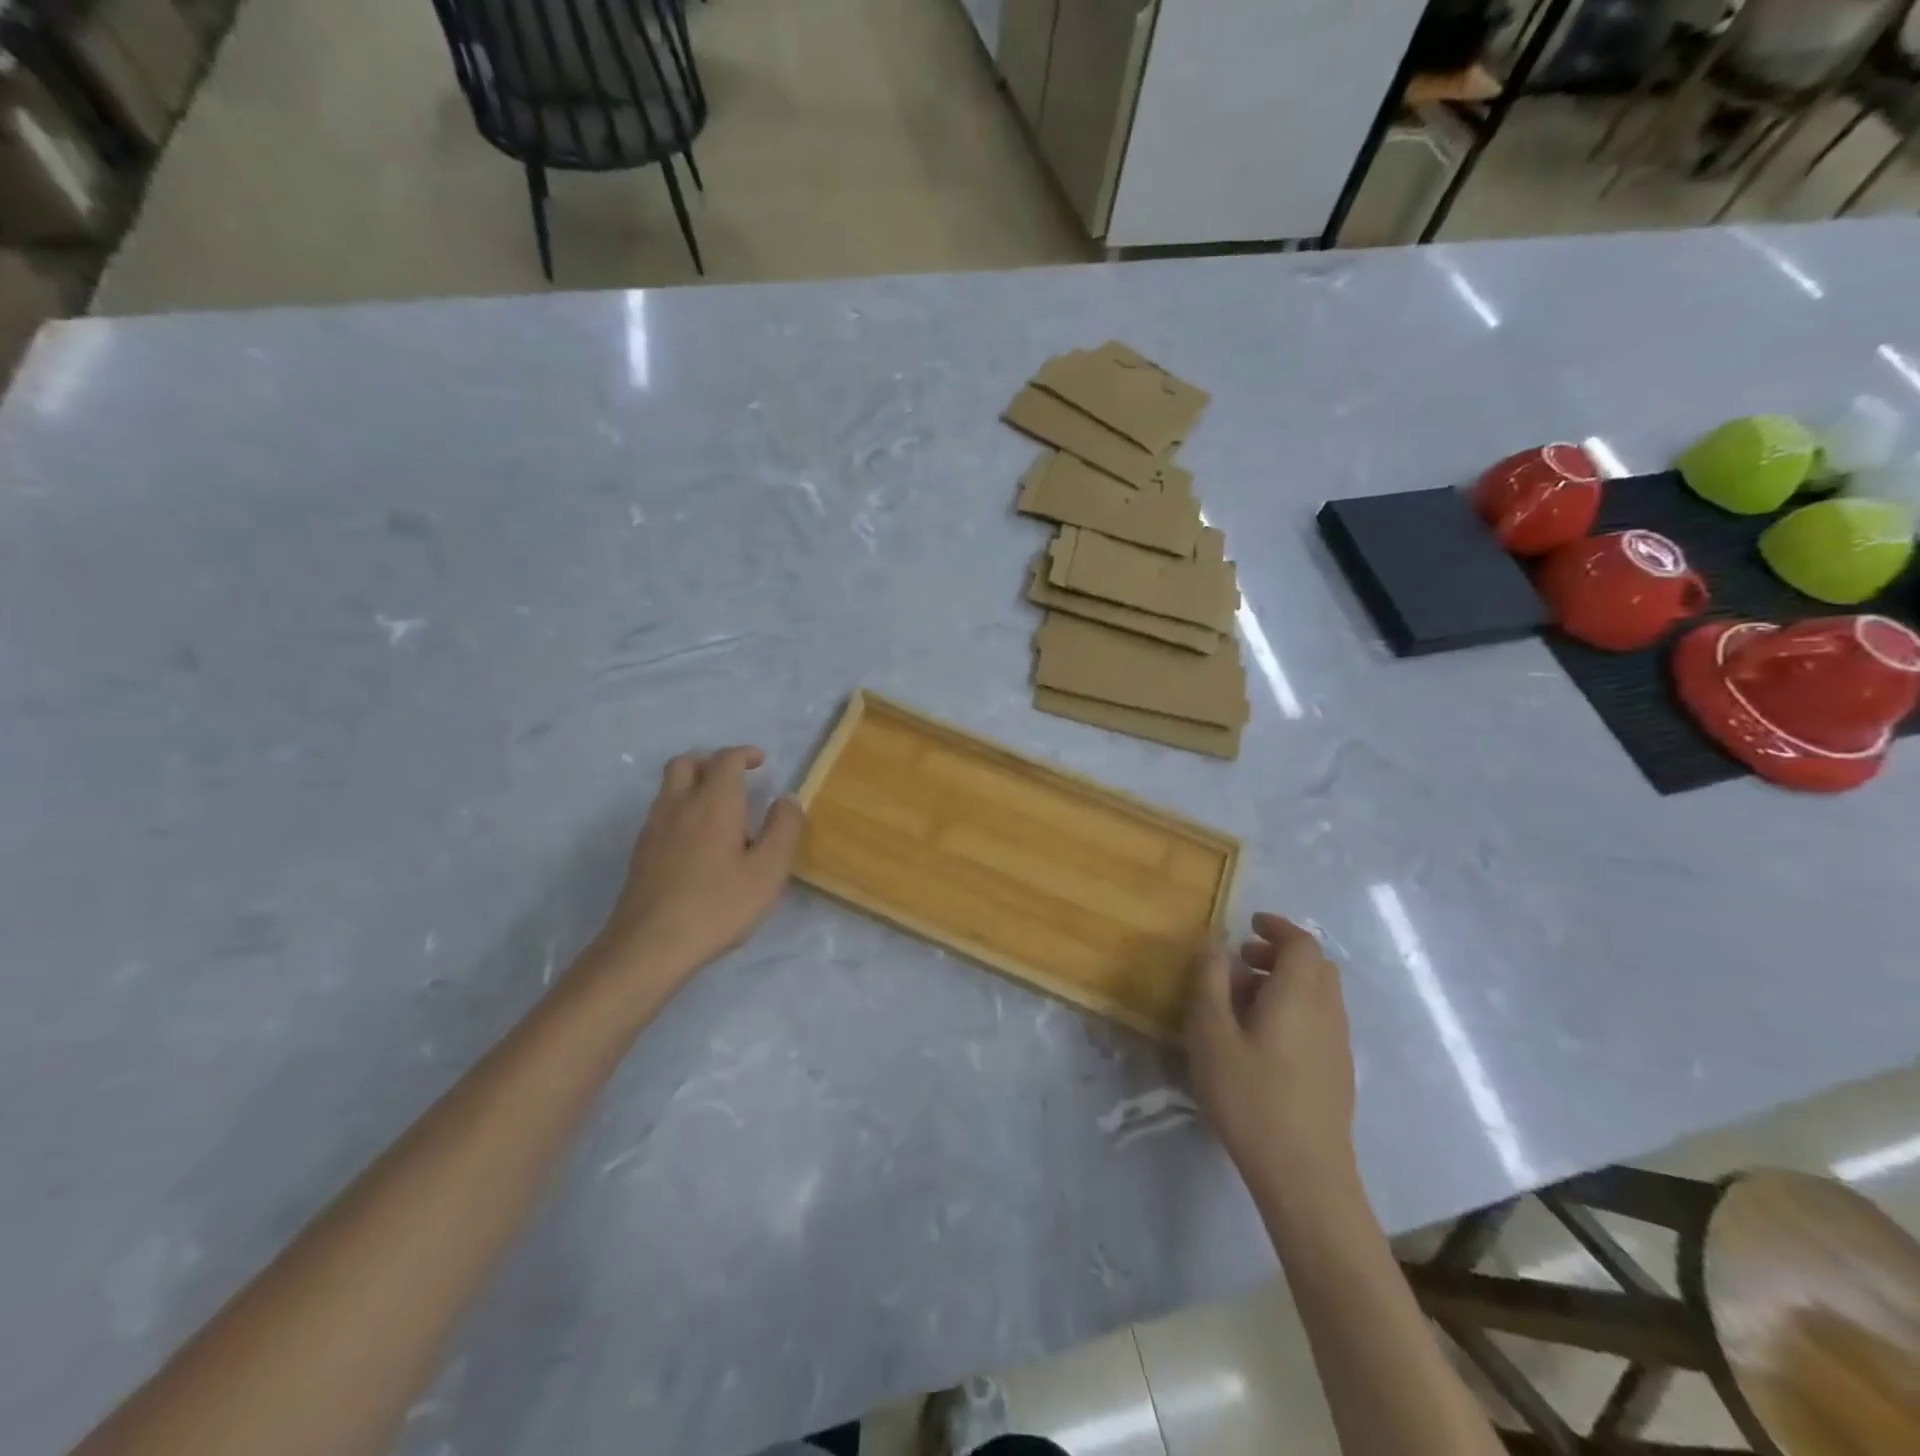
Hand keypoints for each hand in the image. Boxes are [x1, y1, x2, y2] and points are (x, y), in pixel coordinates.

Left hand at [591, 747, 805, 986]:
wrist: (649, 946)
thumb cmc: (717, 906)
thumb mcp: (767, 872)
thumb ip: (783, 830)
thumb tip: (788, 799)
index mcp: (713, 803)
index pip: (726, 760)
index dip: (744, 754)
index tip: (761, 762)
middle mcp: (679, 806)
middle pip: (687, 763)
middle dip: (712, 762)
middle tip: (736, 780)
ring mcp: (654, 829)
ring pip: (669, 787)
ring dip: (694, 784)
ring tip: (721, 812)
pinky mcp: (641, 853)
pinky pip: (662, 813)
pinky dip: (682, 810)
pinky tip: (699, 843)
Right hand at [1186, 913, 1357, 1193]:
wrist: (1305, 1175)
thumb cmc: (1250, 1097)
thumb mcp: (1212, 1034)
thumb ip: (1210, 981)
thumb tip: (1215, 941)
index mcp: (1299, 994)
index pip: (1301, 943)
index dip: (1277, 927)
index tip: (1249, 924)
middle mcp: (1327, 1011)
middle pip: (1315, 966)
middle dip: (1279, 953)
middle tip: (1241, 960)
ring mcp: (1338, 1044)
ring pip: (1319, 994)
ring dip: (1285, 982)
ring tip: (1242, 1000)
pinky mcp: (1339, 1071)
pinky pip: (1320, 1019)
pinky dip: (1295, 1007)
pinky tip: (1263, 1038)